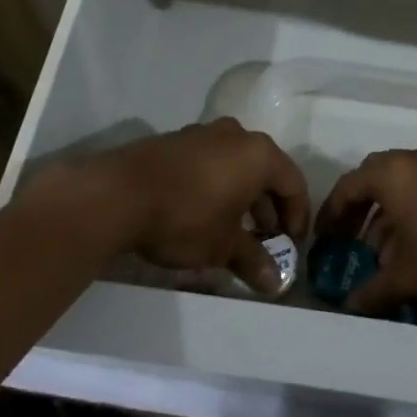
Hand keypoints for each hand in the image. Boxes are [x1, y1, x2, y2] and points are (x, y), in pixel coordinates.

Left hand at [66, 119, 310, 293]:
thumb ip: (253, 260)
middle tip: (264, 239)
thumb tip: (275, 282)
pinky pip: (210, 161)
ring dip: (242, 195)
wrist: (118, 194)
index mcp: (258, 154)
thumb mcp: (223, 246)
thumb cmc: (185, 217)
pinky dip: (217, 184)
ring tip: (233, 229)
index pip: (293, 183)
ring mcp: (203, 133)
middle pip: (266, 170)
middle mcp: (236, 135)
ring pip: (236, 164)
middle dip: (268, 207)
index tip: (292, 244)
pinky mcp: (176, 140)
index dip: (297, 216)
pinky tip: (203, 212)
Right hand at [315, 147, 416, 316]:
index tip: (322, 239)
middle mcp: (412, 161)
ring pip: (397, 185)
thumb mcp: (407, 276)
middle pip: (371, 179)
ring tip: (378, 254)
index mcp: (392, 173)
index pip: (348, 186)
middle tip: (345, 240)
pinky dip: (406, 212)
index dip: (331, 214)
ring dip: (382, 214)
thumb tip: (349, 308)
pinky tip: (407, 248)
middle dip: (356, 210)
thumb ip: (373, 290)